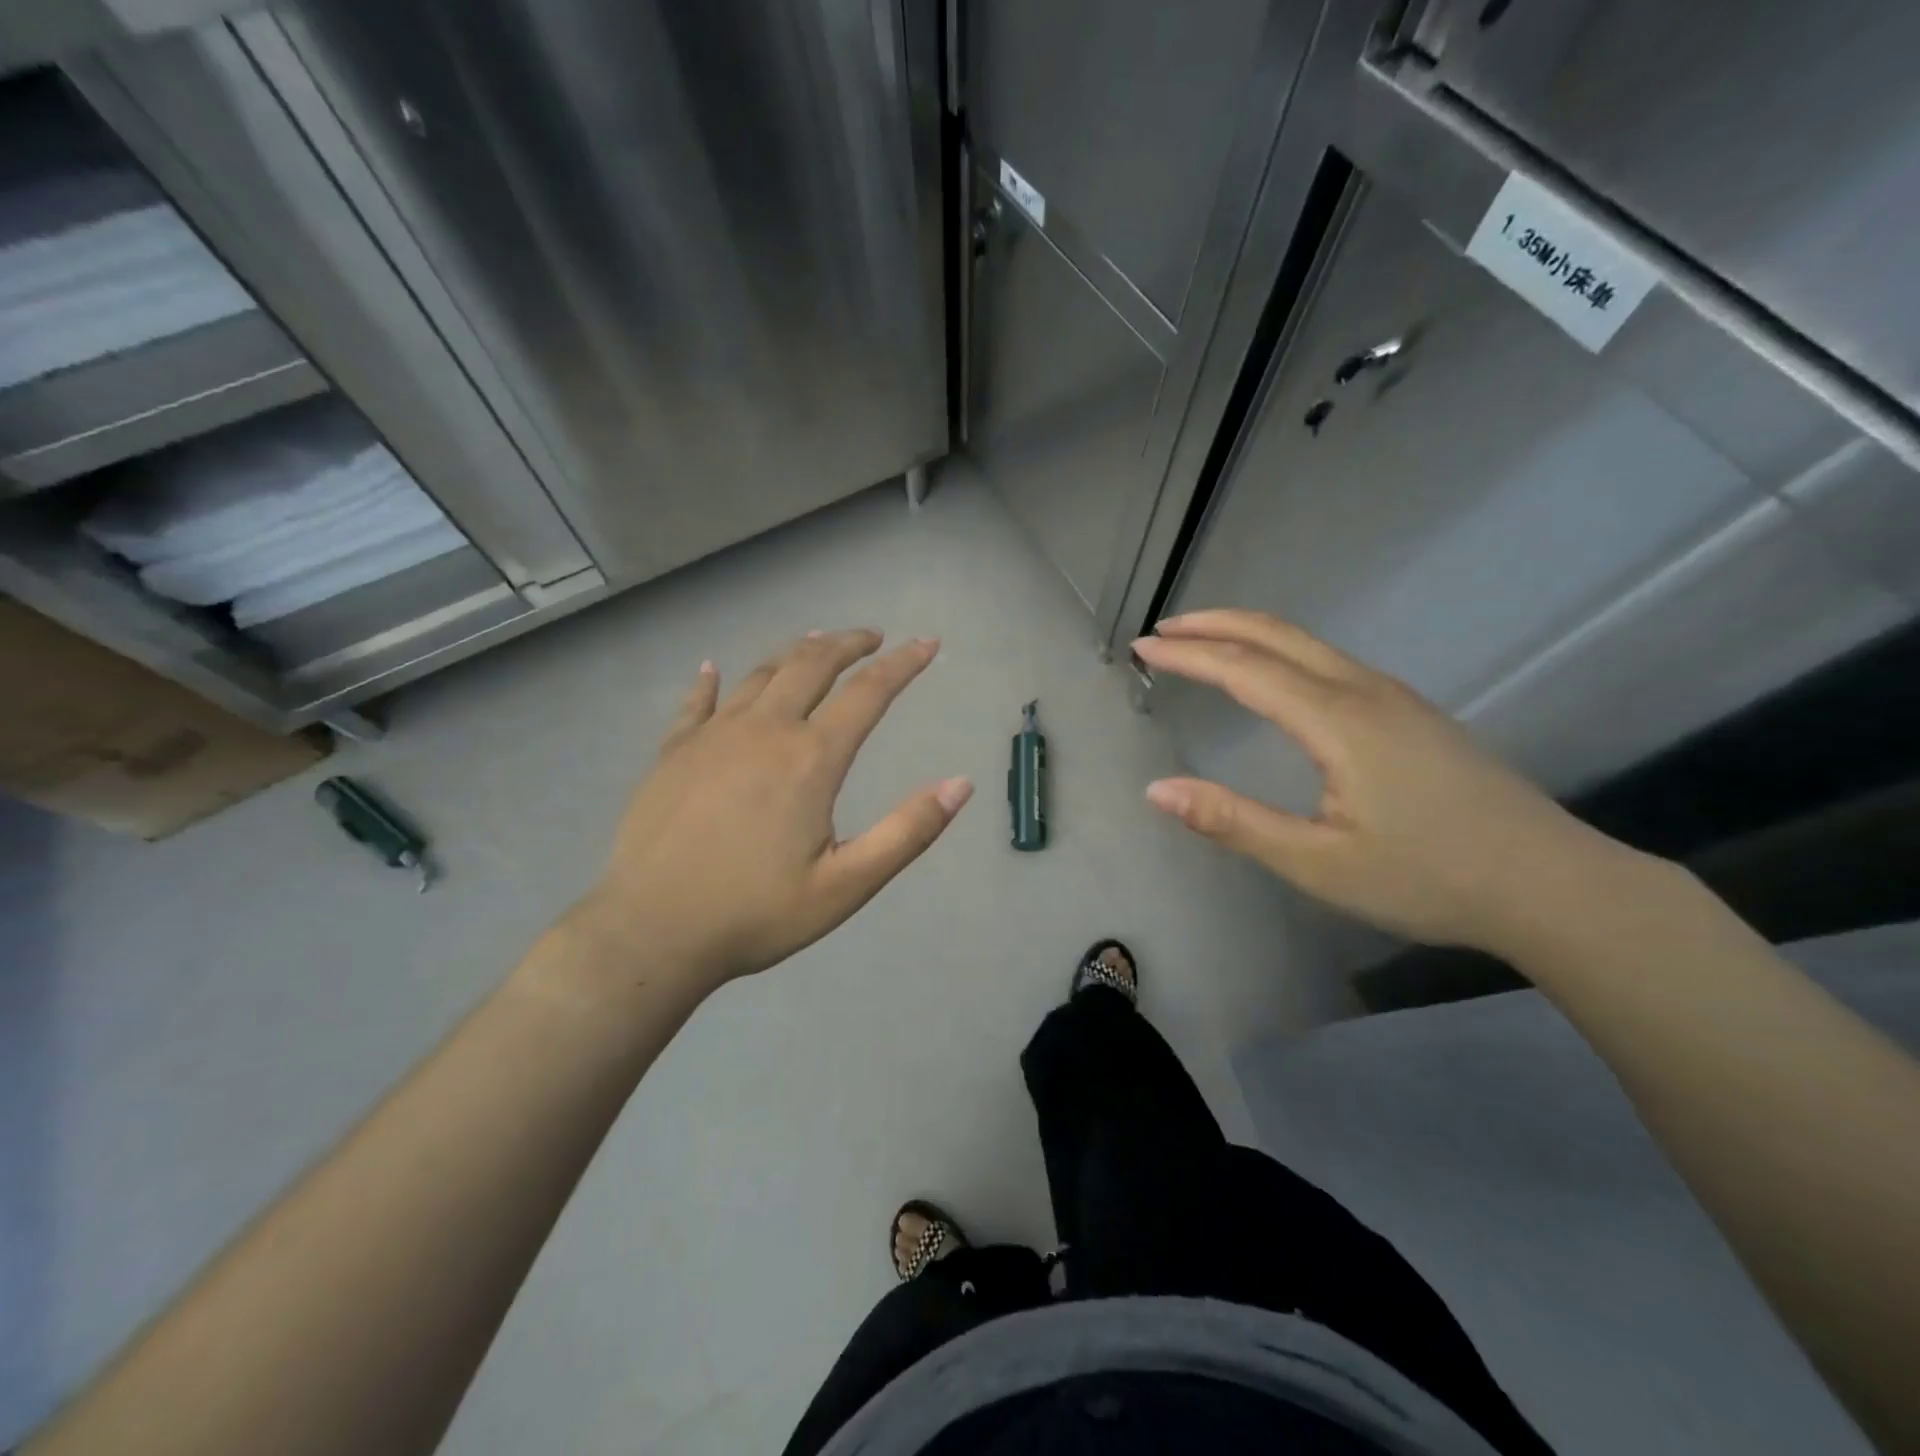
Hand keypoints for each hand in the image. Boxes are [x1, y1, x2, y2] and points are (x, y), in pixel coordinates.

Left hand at [567, 630, 971, 991]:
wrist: (651, 932)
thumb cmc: (756, 914)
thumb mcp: (847, 885)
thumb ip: (908, 832)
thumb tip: (961, 784)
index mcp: (810, 759)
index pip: (868, 693)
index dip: (903, 664)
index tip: (927, 644)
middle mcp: (764, 731)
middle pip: (812, 665)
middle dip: (848, 643)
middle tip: (871, 637)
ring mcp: (712, 736)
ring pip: (761, 674)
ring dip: (795, 653)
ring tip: (815, 643)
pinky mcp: (673, 753)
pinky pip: (696, 702)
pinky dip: (710, 681)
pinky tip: (712, 669)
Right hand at [1133, 609, 1628, 955]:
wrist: (1553, 885)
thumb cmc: (1429, 878)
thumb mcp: (1317, 862)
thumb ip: (1233, 821)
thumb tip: (1157, 790)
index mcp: (1337, 721)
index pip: (1244, 669)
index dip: (1189, 655)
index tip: (1143, 648)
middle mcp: (1364, 692)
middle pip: (1277, 635)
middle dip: (1215, 624)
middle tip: (1165, 630)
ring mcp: (1395, 698)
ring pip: (1308, 644)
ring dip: (1249, 634)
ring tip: (1205, 643)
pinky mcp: (1412, 713)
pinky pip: (1330, 662)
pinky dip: (1282, 652)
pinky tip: (1274, 676)